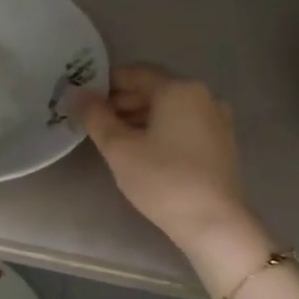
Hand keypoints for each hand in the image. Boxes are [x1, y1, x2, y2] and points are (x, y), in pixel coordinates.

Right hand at [72, 64, 251, 254]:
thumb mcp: (119, 148)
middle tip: (95, 123)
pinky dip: (161, 128)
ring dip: (140, 116)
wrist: (215, 224)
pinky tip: (143, 150)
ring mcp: (217, 119)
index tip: (83, 103)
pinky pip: (184, 123)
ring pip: (169, 107)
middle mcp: (203, 95)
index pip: (133, 73)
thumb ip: (95, 116)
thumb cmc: (163, 180)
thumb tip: (76, 93)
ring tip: (115, 139)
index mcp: (179, 89)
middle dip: (122, 102)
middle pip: (153, 88)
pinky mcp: (222, 142)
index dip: (104, 85)